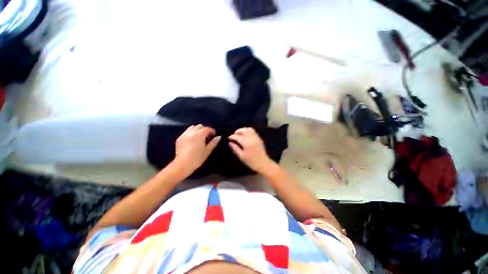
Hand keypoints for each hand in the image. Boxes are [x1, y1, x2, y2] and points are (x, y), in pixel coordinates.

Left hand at [174, 125, 219, 173]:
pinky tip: (192, 140)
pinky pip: (187, 132)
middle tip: (207, 136)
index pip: (207, 129)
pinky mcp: (179, 138)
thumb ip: (213, 143)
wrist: (183, 164)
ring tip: (200, 137)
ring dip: (197, 130)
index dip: (212, 131)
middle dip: (204, 129)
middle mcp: (191, 132)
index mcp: (199, 134)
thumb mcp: (207, 150)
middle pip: (199, 126)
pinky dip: (191, 133)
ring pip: (192, 127)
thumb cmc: (197, 158)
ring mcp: (184, 134)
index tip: (214, 135)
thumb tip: (218, 137)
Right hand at [228, 127, 275, 173]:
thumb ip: (235, 148)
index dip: (232, 137)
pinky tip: (245, 135)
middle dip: (238, 131)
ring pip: (249, 129)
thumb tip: (230, 143)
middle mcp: (252, 138)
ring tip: (239, 134)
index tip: (229, 138)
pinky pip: (253, 132)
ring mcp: (256, 137)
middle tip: (234, 135)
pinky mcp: (259, 138)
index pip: (238, 137)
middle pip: (244, 130)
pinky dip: (248, 131)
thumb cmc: (251, 161)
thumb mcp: (241, 156)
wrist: (263, 163)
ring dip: (243, 130)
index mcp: (246, 143)